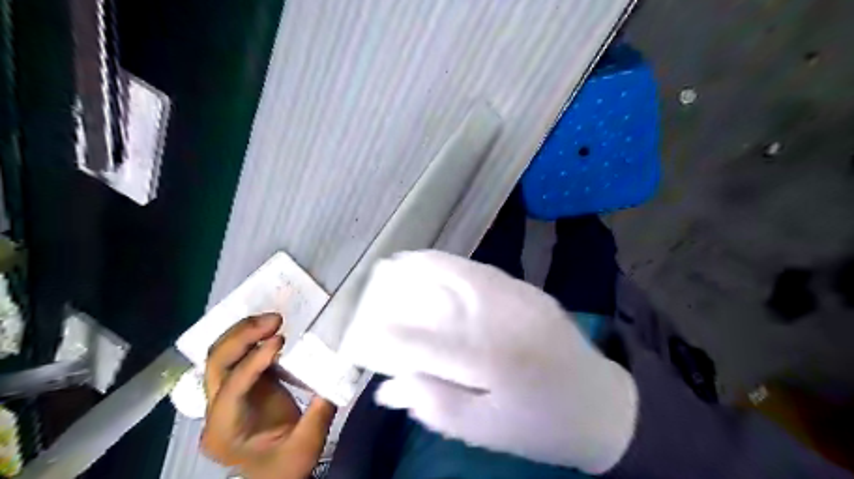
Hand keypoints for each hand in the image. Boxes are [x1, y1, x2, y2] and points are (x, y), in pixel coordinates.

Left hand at [203, 315, 335, 478]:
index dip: (253, 362)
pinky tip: (273, 329)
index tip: (280, 340)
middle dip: (242, 336)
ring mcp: (227, 396)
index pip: (231, 389)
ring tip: (275, 319)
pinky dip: (254, 338)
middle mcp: (217, 411)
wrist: (277, 477)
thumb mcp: (306, 447)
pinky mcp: (243, 385)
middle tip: (275, 320)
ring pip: (222, 355)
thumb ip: (319, 412)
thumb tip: (335, 375)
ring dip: (245, 331)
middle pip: (216, 364)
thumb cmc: (286, 469)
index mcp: (224, 431)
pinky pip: (241, 355)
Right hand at [337, 250, 635, 473]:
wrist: (600, 405)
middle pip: (445, 293)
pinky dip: (458, 265)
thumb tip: (389, 386)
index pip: (426, 344)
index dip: (390, 335)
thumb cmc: (538, 425)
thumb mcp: (484, 430)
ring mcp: (521, 299)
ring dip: (432, 264)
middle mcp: (504, 321)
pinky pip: (486, 272)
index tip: (364, 330)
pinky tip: (443, 265)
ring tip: (405, 260)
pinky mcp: (532, 292)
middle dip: (408, 281)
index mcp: (490, 362)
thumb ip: (434, 404)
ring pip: (465, 273)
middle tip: (381, 275)